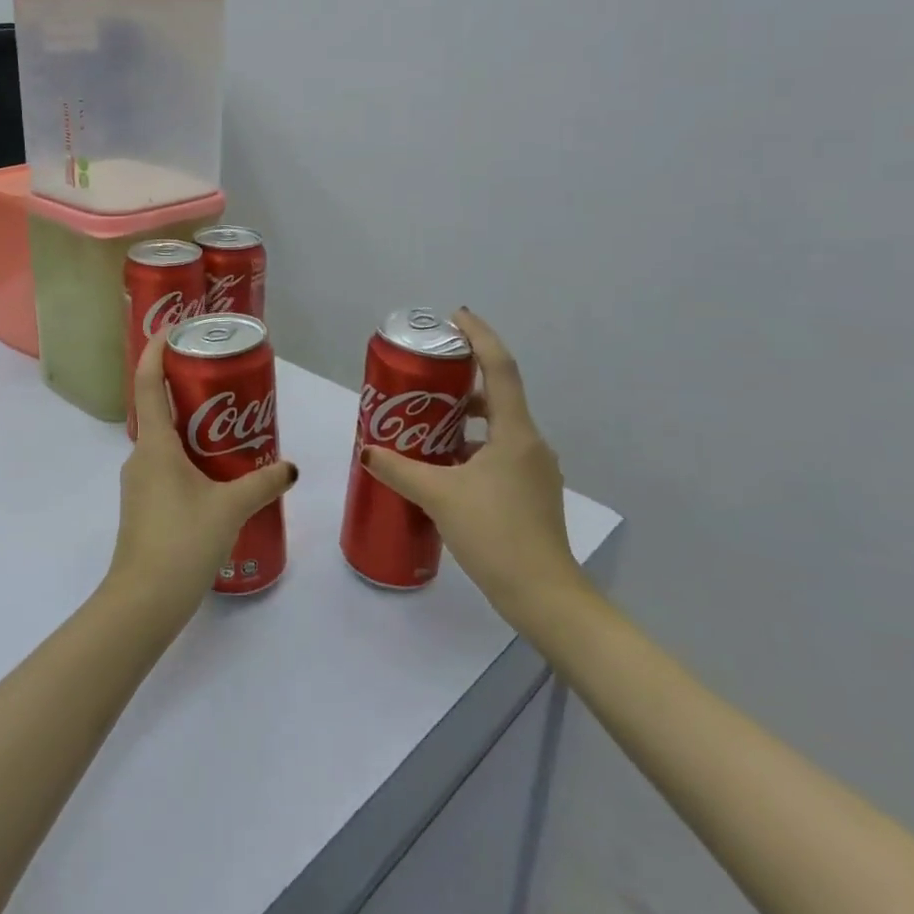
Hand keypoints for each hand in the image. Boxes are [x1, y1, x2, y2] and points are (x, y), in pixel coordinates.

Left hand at [107, 330, 298, 630]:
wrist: (143, 603)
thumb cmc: (182, 542)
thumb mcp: (230, 508)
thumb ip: (263, 483)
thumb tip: (291, 468)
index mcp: (155, 445)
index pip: (149, 384)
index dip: (156, 351)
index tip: (173, 330)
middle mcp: (141, 457)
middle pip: (159, 409)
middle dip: (186, 391)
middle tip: (223, 381)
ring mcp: (139, 484)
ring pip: (164, 442)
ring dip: (191, 429)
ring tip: (229, 429)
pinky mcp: (144, 507)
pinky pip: (166, 467)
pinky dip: (189, 458)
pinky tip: (217, 477)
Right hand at [361, 308, 588, 625]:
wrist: (545, 597)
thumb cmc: (496, 535)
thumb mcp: (439, 497)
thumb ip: (400, 470)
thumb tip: (368, 450)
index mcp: (514, 432)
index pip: (499, 367)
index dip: (478, 336)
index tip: (454, 317)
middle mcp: (530, 443)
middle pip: (497, 394)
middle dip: (462, 378)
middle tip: (425, 374)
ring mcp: (534, 470)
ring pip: (497, 426)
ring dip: (464, 416)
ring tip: (426, 420)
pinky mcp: (531, 492)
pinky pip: (499, 451)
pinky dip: (472, 445)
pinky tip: (444, 465)